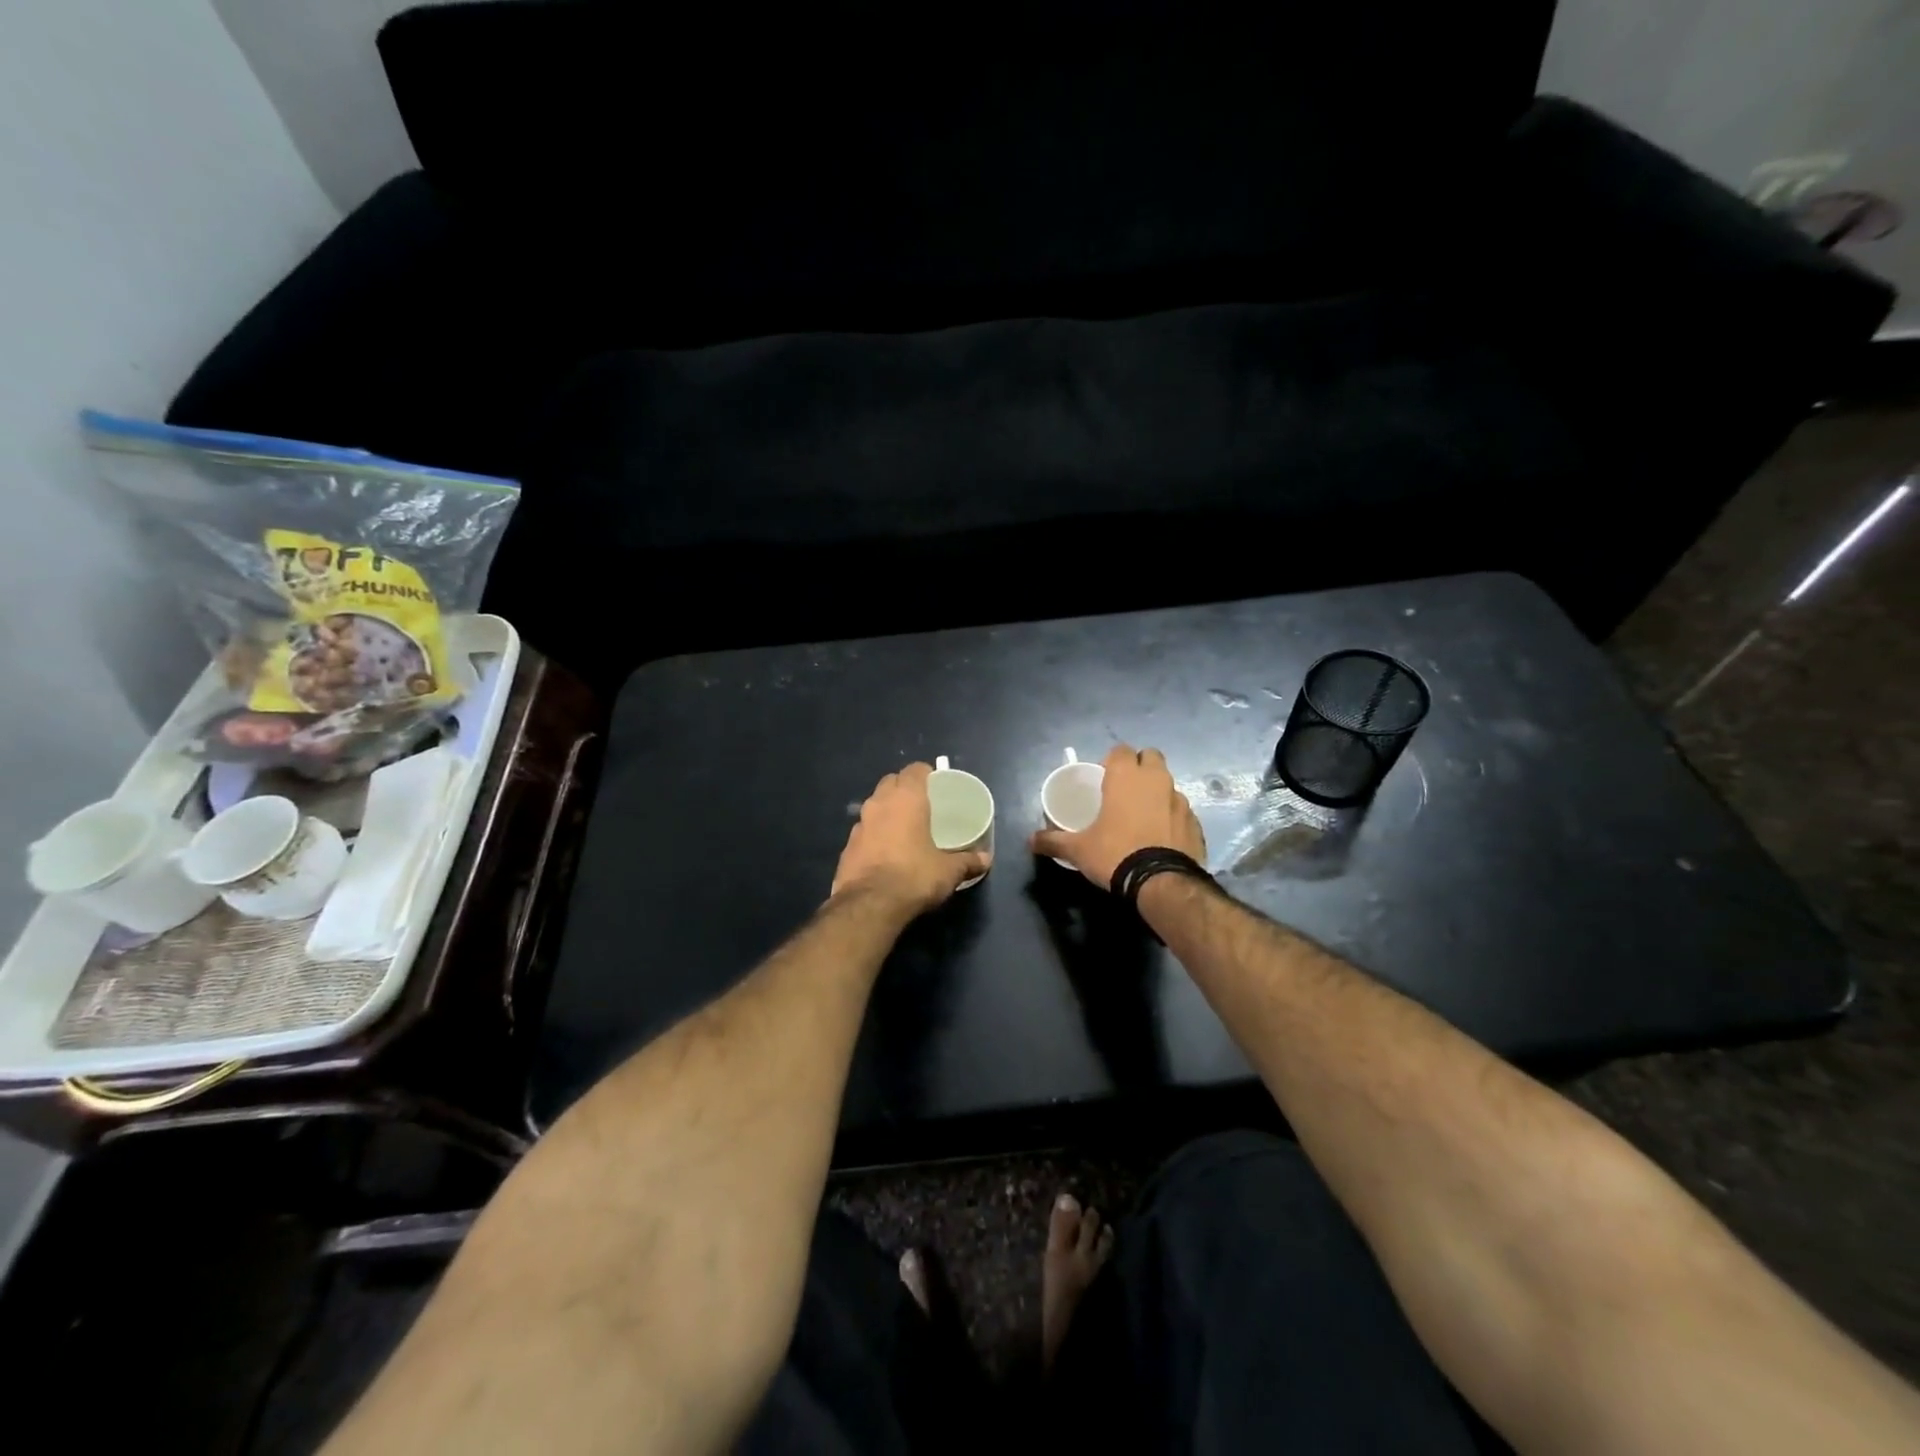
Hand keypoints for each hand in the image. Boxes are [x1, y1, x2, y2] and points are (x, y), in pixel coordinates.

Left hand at [832, 762, 989, 913]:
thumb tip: (985, 860)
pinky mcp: (847, 846)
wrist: (869, 905)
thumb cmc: (914, 876)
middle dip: (904, 787)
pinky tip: (886, 851)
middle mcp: (879, 803)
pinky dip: (875, 833)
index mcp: (906, 799)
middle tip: (922, 804)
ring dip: (887, 810)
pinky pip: (864, 830)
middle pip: (891, 782)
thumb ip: (967, 861)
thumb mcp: (948, 871)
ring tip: (904, 827)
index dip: (926, 773)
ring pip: (874, 805)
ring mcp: (859, 824)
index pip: (914, 770)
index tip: (936, 784)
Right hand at [1031, 744, 1204, 890]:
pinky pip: (1181, 810)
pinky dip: (1171, 817)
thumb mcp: (1078, 849)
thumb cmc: (1115, 854)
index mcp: (1126, 777)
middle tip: (1124, 790)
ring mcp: (1180, 800)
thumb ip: (1054, 841)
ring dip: (1156, 792)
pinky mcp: (1195, 822)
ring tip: (1142, 816)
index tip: (1103, 778)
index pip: (1121, 750)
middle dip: (1139, 767)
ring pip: (1168, 784)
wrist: (1162, 883)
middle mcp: (1156, 780)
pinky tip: (1161, 836)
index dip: (1112, 761)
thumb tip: (1030, 841)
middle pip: (1150, 757)